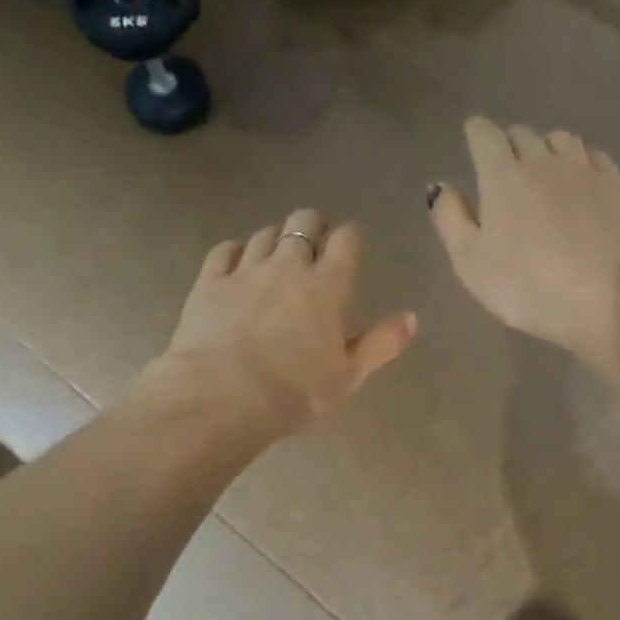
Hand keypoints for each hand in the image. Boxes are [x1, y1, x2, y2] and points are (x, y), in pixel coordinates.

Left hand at [153, 209, 416, 434]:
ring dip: (275, 240)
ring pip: (264, 234)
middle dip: (313, 227)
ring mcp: (245, 271)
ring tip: (276, 258)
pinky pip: (224, 250)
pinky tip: (237, 263)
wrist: (224, 396)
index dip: (350, 238)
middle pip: (303, 222)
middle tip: (314, 247)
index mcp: (328, 287)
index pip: (346, 240)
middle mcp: (288, 267)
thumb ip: (381, 343)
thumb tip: (411, 317)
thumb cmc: (297, 392)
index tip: (349, 248)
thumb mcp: (349, 376)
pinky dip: (235, 251)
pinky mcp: (209, 282)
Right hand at [429, 118, 619, 380]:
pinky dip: (580, 159)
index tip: (473, 143)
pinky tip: (579, 177)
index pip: (484, 134)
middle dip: (508, 144)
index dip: (476, 134)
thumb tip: (440, 186)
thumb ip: (450, 220)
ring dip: (546, 148)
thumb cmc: (526, 286)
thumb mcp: (470, 263)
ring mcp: (583, 170)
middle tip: (505, 170)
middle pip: (522, 134)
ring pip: (560, 139)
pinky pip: (593, 156)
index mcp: (502, 176)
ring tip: (543, 170)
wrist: (604, 298)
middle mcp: (542, 161)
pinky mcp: (614, 186)